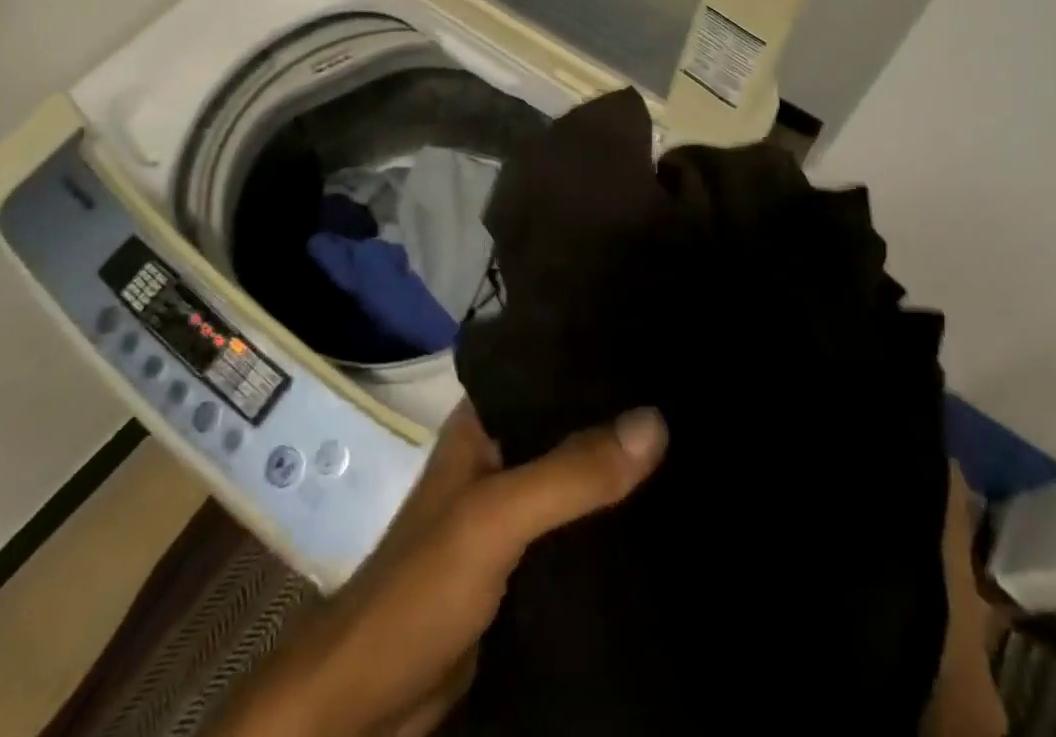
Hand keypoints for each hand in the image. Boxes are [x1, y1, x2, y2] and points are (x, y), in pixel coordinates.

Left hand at [219, 402, 668, 736]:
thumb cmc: (422, 587)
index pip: (547, 376)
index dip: (597, 365)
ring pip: (572, 484)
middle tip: (686, 407)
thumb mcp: (496, 517)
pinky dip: (606, 529)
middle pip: (566, 430)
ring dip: (616, 478)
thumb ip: (570, 473)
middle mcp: (496, 459)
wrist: (367, 701)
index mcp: (481, 425)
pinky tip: (655, 522)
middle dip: (618, 425)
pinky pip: (572, 536)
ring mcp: (507, 516)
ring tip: (687, 453)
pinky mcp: (519, 569)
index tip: (657, 353)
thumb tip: (656, 421)